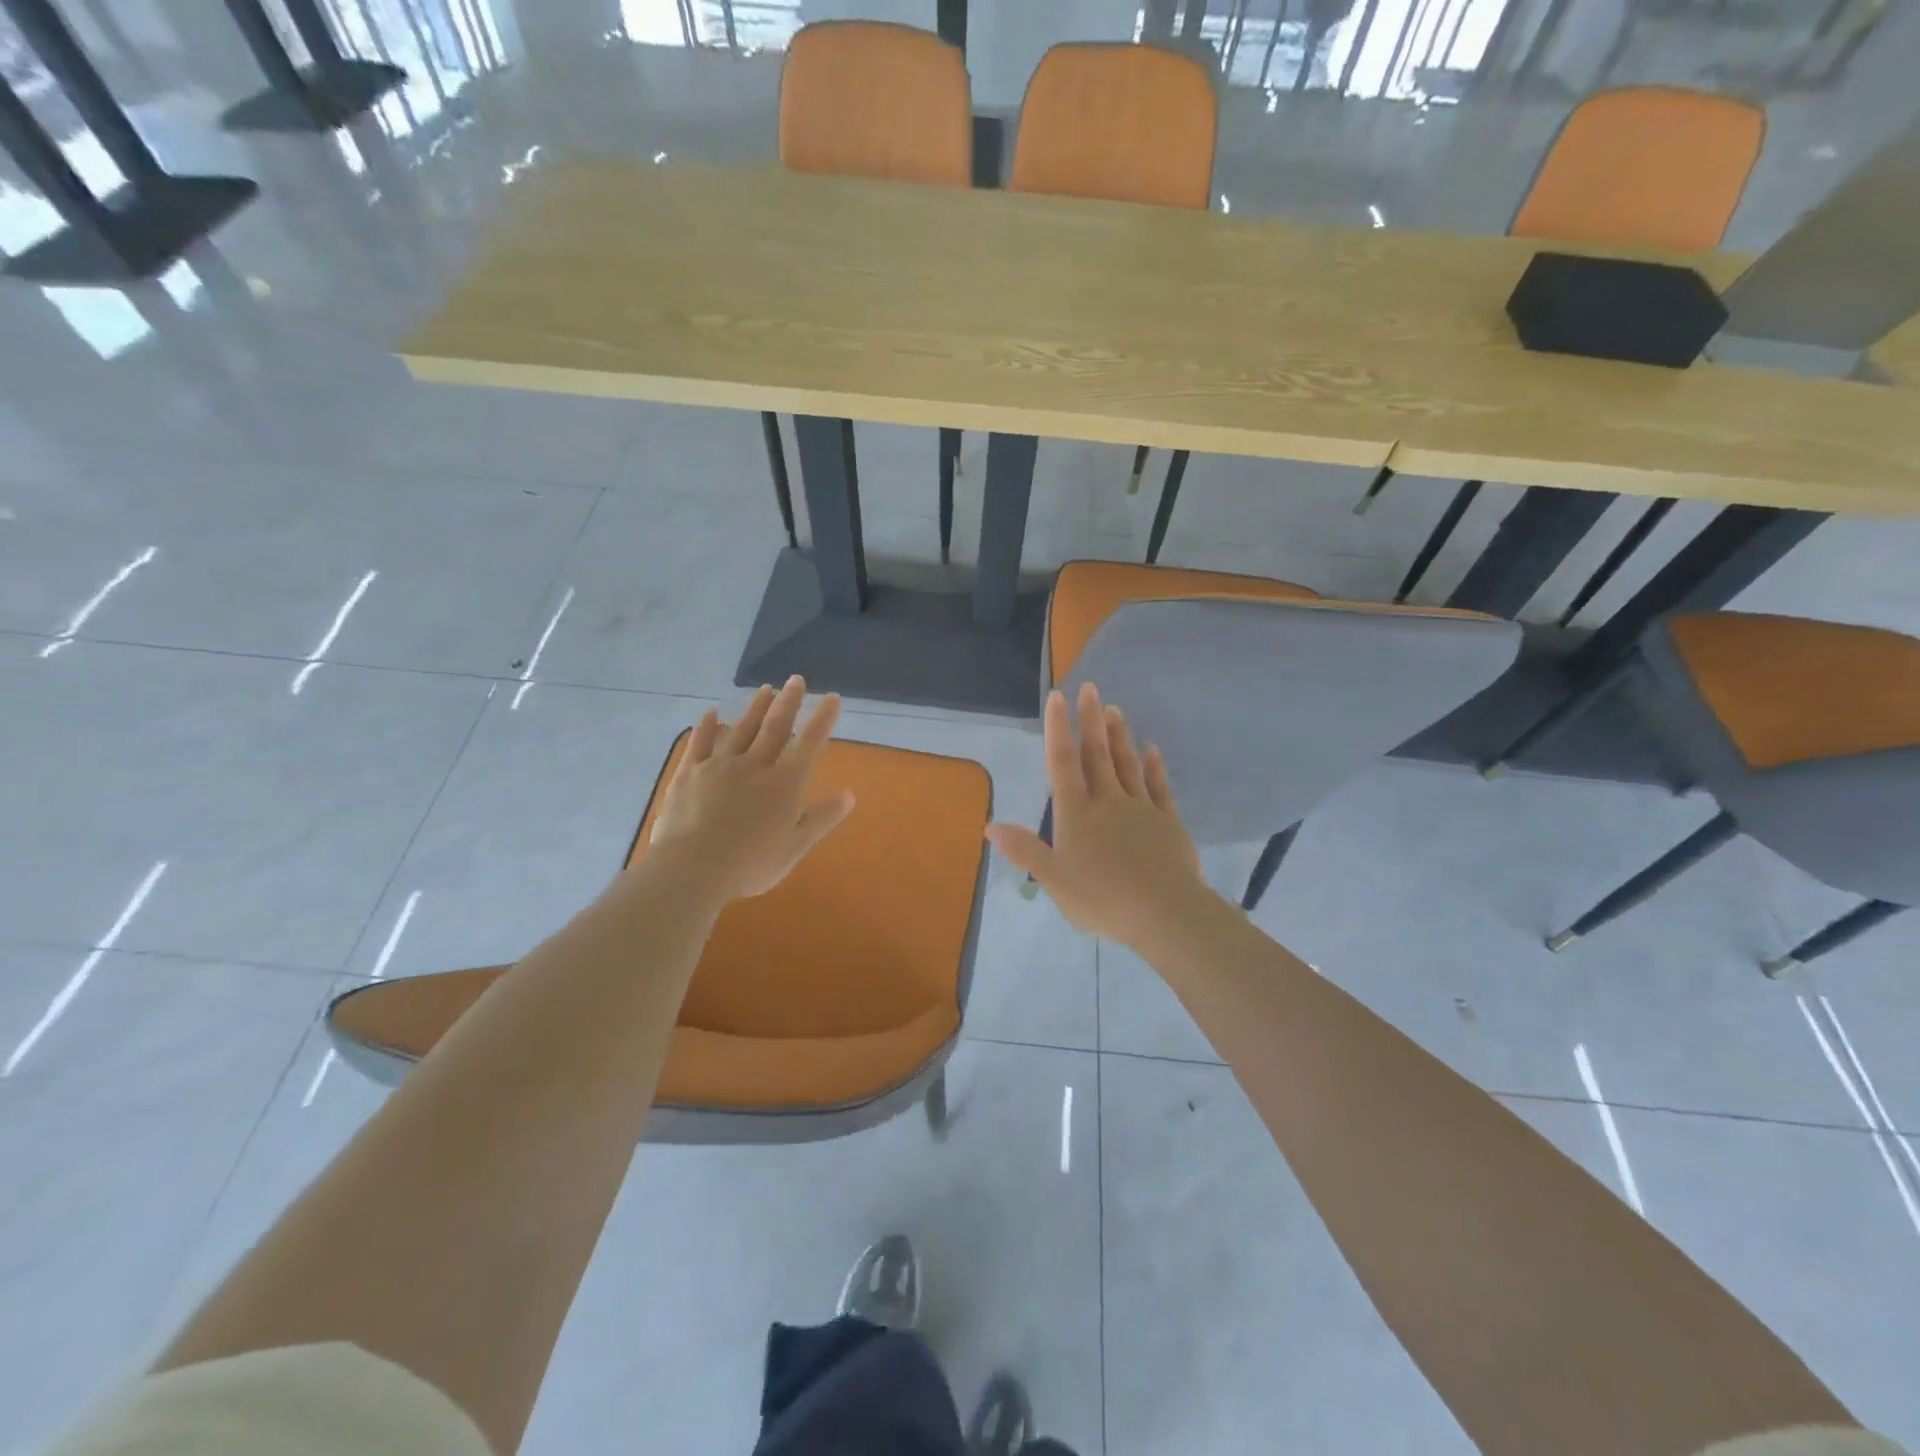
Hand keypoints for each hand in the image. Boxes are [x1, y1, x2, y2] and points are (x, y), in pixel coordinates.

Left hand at [646, 677, 854, 899]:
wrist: (692, 868)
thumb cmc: (750, 864)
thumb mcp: (794, 847)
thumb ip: (820, 819)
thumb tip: (849, 796)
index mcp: (784, 784)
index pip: (809, 744)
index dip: (822, 719)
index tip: (831, 698)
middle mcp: (755, 766)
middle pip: (775, 728)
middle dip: (788, 702)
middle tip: (796, 680)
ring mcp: (719, 766)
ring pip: (741, 730)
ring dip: (755, 709)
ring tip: (765, 689)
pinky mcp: (690, 774)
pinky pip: (700, 744)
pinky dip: (707, 727)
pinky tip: (711, 714)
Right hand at [986, 683, 1215, 949]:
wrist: (1164, 912)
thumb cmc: (1102, 898)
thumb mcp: (1053, 879)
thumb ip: (1024, 850)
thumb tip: (990, 826)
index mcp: (1076, 814)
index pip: (1063, 763)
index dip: (1058, 729)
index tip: (1058, 697)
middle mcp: (1107, 802)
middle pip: (1096, 754)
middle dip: (1090, 720)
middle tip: (1089, 688)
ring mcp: (1140, 808)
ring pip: (1127, 764)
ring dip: (1119, 736)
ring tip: (1114, 709)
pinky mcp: (1168, 822)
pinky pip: (1159, 787)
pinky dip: (1154, 766)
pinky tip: (1152, 750)